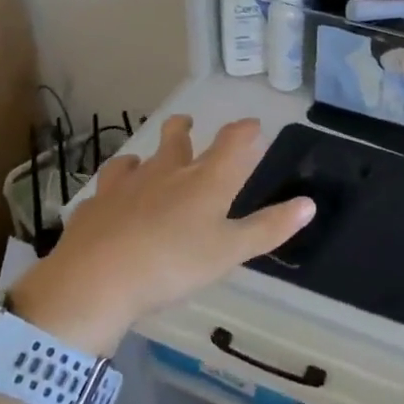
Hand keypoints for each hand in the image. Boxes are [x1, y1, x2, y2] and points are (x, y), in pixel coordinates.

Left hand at [9, 116, 313, 353]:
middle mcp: (165, 172)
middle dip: (184, 129)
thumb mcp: (230, 251)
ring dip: (145, 156)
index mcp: (204, 180)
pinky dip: (112, 191)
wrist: (96, 279)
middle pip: (176, 138)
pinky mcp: (94, 205)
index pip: (231, 143)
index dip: (244, 130)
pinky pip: (105, 190)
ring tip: (144, 160)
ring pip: (136, 159)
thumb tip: (309, 204)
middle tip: (187, 124)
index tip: (252, 125)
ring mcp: (124, 185)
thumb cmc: (174, 264)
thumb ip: (268, 228)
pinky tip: (110, 201)